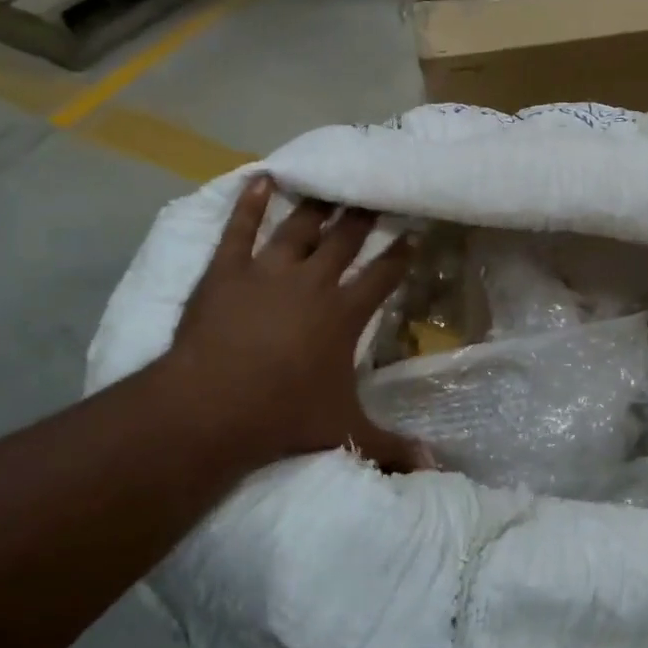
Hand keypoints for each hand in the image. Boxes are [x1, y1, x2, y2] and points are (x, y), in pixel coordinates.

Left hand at [151, 175, 423, 478]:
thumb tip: (435, 468)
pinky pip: (240, 229)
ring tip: (329, 184)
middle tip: (374, 192)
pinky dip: (250, 203)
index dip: (400, 254)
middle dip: (362, 216)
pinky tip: (260, 179)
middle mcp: (312, 283)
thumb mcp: (345, 432)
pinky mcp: (226, 271)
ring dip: (316, 205)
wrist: (211, 407)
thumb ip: (392, 448)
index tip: (413, 233)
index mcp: (344, 314)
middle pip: (344, 240)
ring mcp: (267, 272)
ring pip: (298, 227)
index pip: (382, 276)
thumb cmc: (283, 416)